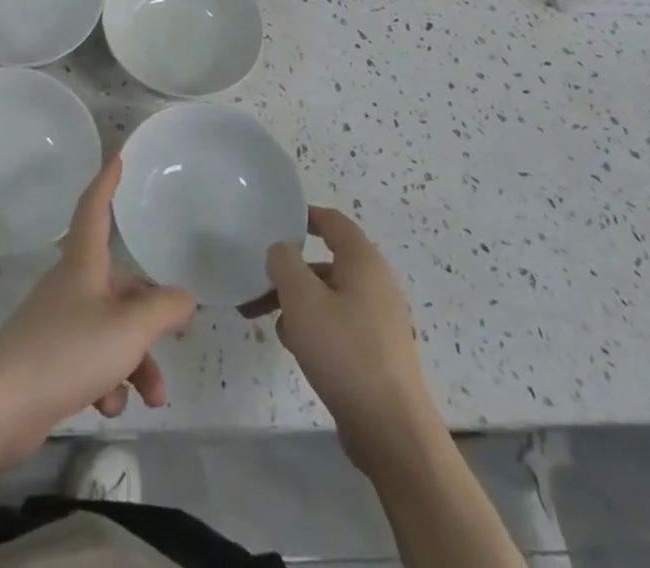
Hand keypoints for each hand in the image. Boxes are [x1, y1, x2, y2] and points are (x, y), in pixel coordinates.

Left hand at [0, 156, 196, 468]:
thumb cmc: (67, 350)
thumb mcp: (128, 328)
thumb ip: (163, 309)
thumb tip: (185, 297)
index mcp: (83, 264)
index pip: (95, 209)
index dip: (106, 183)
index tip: (116, 158)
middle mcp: (71, 286)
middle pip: (119, 287)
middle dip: (149, 320)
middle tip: (175, 343)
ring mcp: (57, 324)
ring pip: (110, 330)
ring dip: (135, 361)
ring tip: (152, 399)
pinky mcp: (48, 361)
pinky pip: (90, 361)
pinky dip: (106, 381)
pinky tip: (107, 406)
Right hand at [261, 207, 438, 472]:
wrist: (392, 432)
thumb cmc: (345, 352)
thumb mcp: (301, 298)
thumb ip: (284, 262)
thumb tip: (281, 251)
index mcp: (363, 262)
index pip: (333, 221)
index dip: (303, 216)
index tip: (274, 222)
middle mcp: (375, 284)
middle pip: (324, 263)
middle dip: (289, 272)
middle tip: (257, 284)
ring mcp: (378, 321)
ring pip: (328, 296)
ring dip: (297, 304)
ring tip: (271, 324)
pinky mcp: (376, 353)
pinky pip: (338, 325)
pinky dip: (315, 328)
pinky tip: (298, 351)